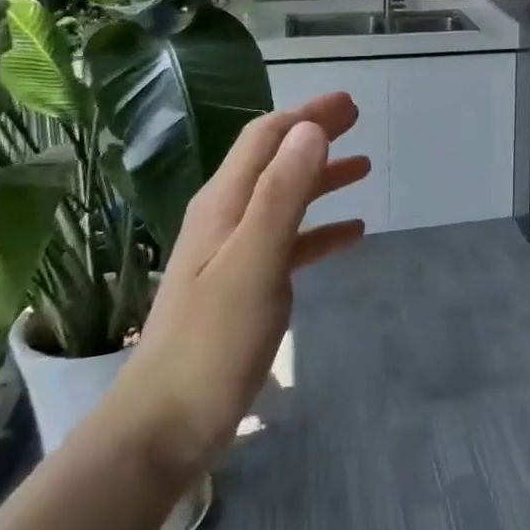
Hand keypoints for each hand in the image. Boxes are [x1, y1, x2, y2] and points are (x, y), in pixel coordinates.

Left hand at [101, 94, 370, 486]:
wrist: (165, 425)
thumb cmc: (213, 341)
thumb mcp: (254, 262)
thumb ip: (282, 194)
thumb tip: (311, 130)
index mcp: (224, 205)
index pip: (266, 138)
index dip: (306, 115)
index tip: (349, 104)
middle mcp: (226, 219)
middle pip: (275, 161)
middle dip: (314, 136)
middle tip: (358, 121)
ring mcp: (233, 254)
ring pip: (284, 199)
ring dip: (321, 178)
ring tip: (364, 169)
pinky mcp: (244, 286)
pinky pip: (289, 242)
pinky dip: (320, 229)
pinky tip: (351, 235)